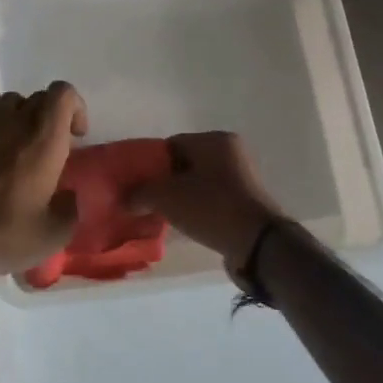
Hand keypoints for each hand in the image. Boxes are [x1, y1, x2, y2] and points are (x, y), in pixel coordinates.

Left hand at [0, 82, 87, 279]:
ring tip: (24, 145)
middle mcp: (15, 123)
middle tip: (53, 148)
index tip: (76, 137)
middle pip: (38, 96)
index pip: (63, 93)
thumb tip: (67, 195)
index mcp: (43, 140)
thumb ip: (70, 206)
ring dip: (23, 115)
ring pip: (10, 100)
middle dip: (51, 116)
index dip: (75, 108)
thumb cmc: (10, 236)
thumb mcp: (56, 232)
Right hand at [129, 131, 282, 270]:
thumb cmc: (211, 207)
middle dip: (162, 182)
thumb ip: (140, 193)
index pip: (171, 144)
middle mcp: (231, 153)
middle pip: (184, 164)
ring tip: (159, 214)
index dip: (148, 163)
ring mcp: (241, 178)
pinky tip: (182, 223)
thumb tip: (125, 199)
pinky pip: (211, 200)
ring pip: (197, 183)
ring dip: (179, 197)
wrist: (257, 243)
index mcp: (214, 140)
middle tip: (143, 200)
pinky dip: (195, 208)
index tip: (134, 183)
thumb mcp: (166, 197)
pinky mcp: (245, 202)